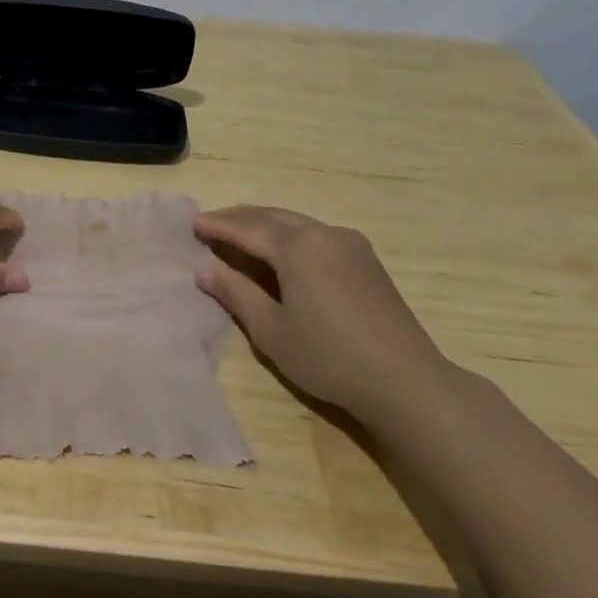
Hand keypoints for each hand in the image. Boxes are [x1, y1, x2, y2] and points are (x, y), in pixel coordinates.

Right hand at [192, 205, 451, 419]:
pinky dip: (290, 234)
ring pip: (297, 223)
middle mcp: (323, 234)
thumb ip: (236, 294)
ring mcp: (350, 245)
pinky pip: (317, 234)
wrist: (405, 380)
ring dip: (266, 223)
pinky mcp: (366, 261)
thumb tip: (205, 270)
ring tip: (241, 229)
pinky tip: (283, 247)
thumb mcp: (271, 330)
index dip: (218, 226)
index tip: (192, 223)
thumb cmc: (328, 356)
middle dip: (240, 218)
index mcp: (297, 247)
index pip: (246, 229)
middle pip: (273, 217)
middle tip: (212, 221)